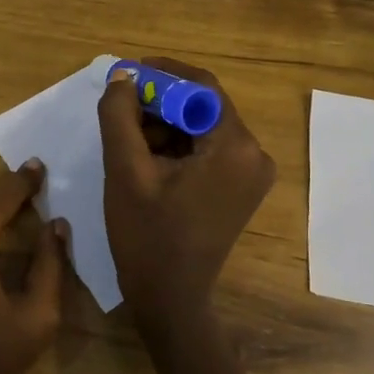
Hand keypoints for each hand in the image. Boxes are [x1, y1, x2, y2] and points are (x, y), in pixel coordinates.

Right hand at [98, 57, 275, 333]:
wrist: (170, 298)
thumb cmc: (147, 236)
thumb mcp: (125, 171)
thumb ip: (120, 116)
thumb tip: (123, 75)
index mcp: (235, 147)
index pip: (201, 87)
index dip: (161, 74)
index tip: (125, 76)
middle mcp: (254, 154)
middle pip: (203, 107)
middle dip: (159, 103)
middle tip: (119, 109)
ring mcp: (250, 173)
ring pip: (202, 128)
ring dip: (164, 126)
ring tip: (127, 140)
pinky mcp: (239, 188)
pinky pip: (207, 150)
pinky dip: (176, 147)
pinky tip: (146, 160)